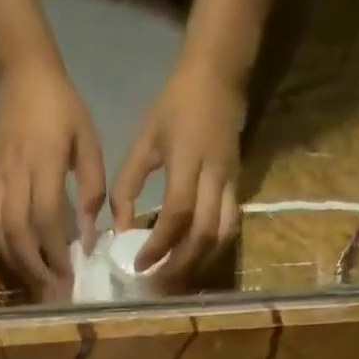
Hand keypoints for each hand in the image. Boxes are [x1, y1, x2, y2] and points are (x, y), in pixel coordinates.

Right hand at [0, 59, 106, 297]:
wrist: (21, 74)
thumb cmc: (62, 109)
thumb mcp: (89, 144)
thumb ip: (90, 191)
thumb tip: (88, 238)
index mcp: (43, 161)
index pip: (45, 217)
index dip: (55, 252)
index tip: (69, 276)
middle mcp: (14, 172)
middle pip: (17, 231)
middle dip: (34, 267)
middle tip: (51, 292)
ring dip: (15, 262)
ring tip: (34, 283)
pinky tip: (13, 260)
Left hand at [112, 59, 245, 279]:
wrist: (219, 73)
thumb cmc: (176, 105)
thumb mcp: (144, 140)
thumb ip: (128, 186)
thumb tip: (119, 231)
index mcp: (187, 162)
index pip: (176, 215)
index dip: (158, 245)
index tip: (139, 265)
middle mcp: (214, 177)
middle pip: (203, 235)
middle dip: (179, 265)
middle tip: (157, 285)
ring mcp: (231, 183)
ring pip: (221, 236)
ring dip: (199, 263)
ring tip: (175, 280)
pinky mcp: (239, 187)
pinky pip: (229, 227)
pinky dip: (212, 249)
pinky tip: (194, 261)